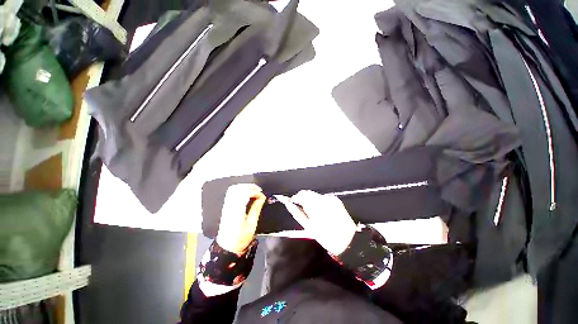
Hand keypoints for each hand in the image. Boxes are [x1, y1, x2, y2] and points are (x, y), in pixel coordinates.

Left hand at [216, 184, 265, 254]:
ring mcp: (226, 206)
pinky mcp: (226, 207)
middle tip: (258, 191)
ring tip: (253, 191)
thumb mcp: (252, 224)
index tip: (262, 195)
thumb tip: (262, 197)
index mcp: (236, 211)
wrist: (227, 247)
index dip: (254, 191)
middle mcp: (229, 206)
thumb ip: (256, 208)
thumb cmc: (240, 238)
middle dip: (249, 186)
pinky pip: (231, 193)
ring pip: (233, 189)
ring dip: (244, 187)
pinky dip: (240, 190)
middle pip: (238, 188)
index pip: (244, 193)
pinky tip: (246, 194)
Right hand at [286, 190, 356, 255]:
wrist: (348, 240)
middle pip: (309, 193)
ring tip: (313, 212)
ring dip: (311, 201)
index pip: (302, 194)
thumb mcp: (309, 227)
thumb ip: (297, 213)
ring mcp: (331, 198)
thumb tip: (289, 205)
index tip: (293, 202)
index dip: (296, 197)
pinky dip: (320, 202)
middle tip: (302, 208)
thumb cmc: (326, 237)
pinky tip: (322, 211)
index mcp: (315, 206)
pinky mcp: (336, 200)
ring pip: (316, 195)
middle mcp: (323, 199)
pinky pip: (323, 198)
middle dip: (303, 199)